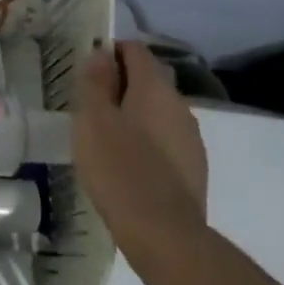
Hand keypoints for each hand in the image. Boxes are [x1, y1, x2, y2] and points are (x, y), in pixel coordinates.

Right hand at [74, 40, 210, 261]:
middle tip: (92, 108)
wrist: (165, 235)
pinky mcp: (195, 168)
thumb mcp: (93, 120)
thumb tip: (102, 53)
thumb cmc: (119, 169)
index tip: (88, 74)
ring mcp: (191, 137)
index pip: (134, 49)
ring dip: (135, 115)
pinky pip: (166, 140)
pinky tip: (130, 166)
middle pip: (148, 79)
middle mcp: (179, 104)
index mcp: (155, 86)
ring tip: (108, 140)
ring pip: (158, 111)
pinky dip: (148, 142)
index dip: (110, 53)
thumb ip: (95, 81)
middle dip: (121, 85)